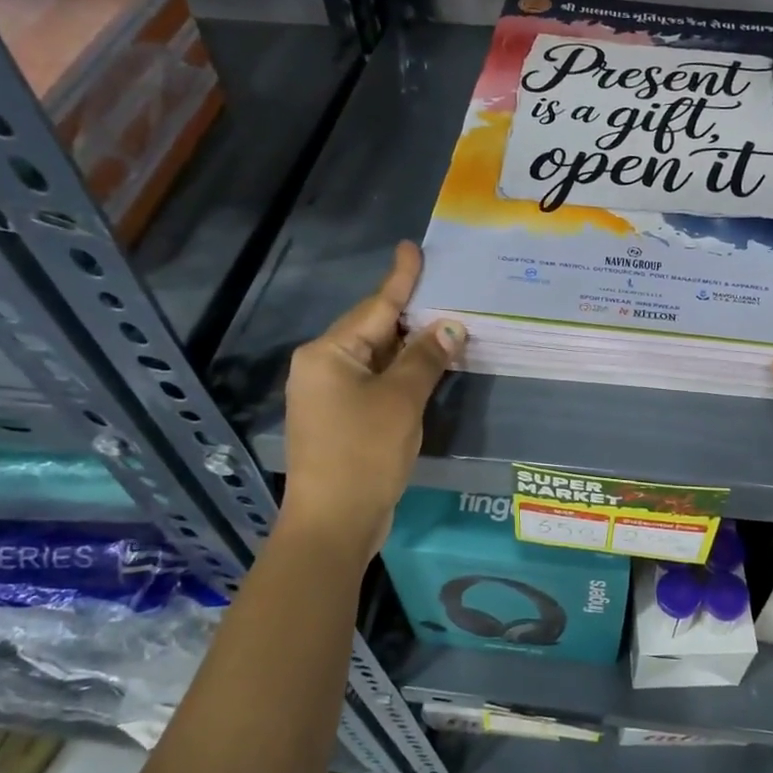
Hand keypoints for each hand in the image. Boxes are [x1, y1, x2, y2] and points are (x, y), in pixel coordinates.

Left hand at [281, 242, 463, 551]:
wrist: (333, 523)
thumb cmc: (364, 453)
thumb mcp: (401, 400)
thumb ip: (425, 358)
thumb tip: (450, 326)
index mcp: (328, 353)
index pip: (375, 307)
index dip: (400, 279)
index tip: (412, 248)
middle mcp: (322, 367)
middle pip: (373, 330)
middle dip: (410, 314)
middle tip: (445, 290)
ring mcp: (328, 395)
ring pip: (376, 358)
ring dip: (409, 346)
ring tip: (444, 324)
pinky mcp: (340, 419)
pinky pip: (375, 382)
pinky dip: (401, 373)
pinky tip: (427, 368)